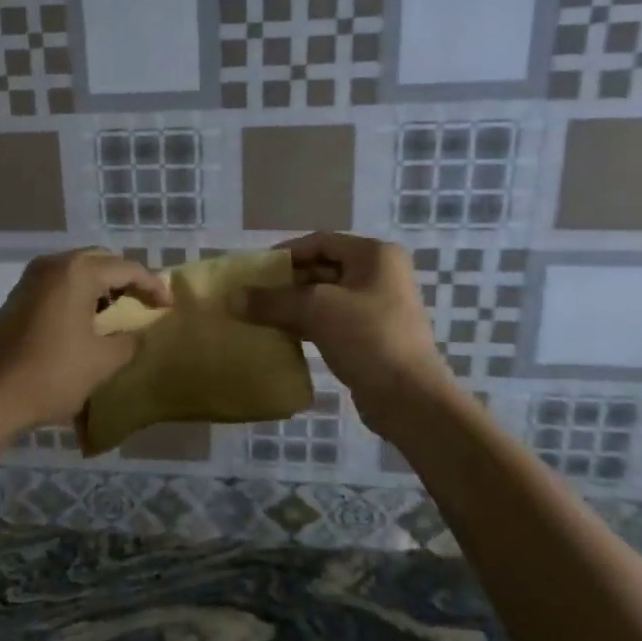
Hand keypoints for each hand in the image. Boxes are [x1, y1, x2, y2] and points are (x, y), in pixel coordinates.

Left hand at [0, 249, 170, 437]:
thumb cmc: (51, 374)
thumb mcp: (102, 361)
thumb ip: (129, 341)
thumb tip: (137, 332)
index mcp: (77, 272)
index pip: (127, 268)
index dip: (152, 286)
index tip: (168, 306)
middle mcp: (52, 265)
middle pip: (100, 263)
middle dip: (126, 281)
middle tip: (145, 304)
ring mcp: (30, 280)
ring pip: (77, 273)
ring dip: (101, 288)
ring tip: (118, 314)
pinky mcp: (17, 298)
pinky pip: (58, 286)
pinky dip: (78, 296)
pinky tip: (86, 322)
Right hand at [231, 232, 454, 431]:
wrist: (409, 398)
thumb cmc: (367, 338)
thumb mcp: (316, 311)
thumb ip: (272, 301)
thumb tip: (231, 298)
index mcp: (375, 255)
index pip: (320, 242)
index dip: (286, 253)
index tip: (255, 270)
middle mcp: (380, 274)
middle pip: (322, 268)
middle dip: (287, 282)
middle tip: (253, 295)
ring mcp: (378, 306)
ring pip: (325, 297)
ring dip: (294, 305)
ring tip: (260, 316)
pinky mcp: (372, 336)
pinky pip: (332, 320)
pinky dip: (306, 324)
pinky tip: (281, 335)